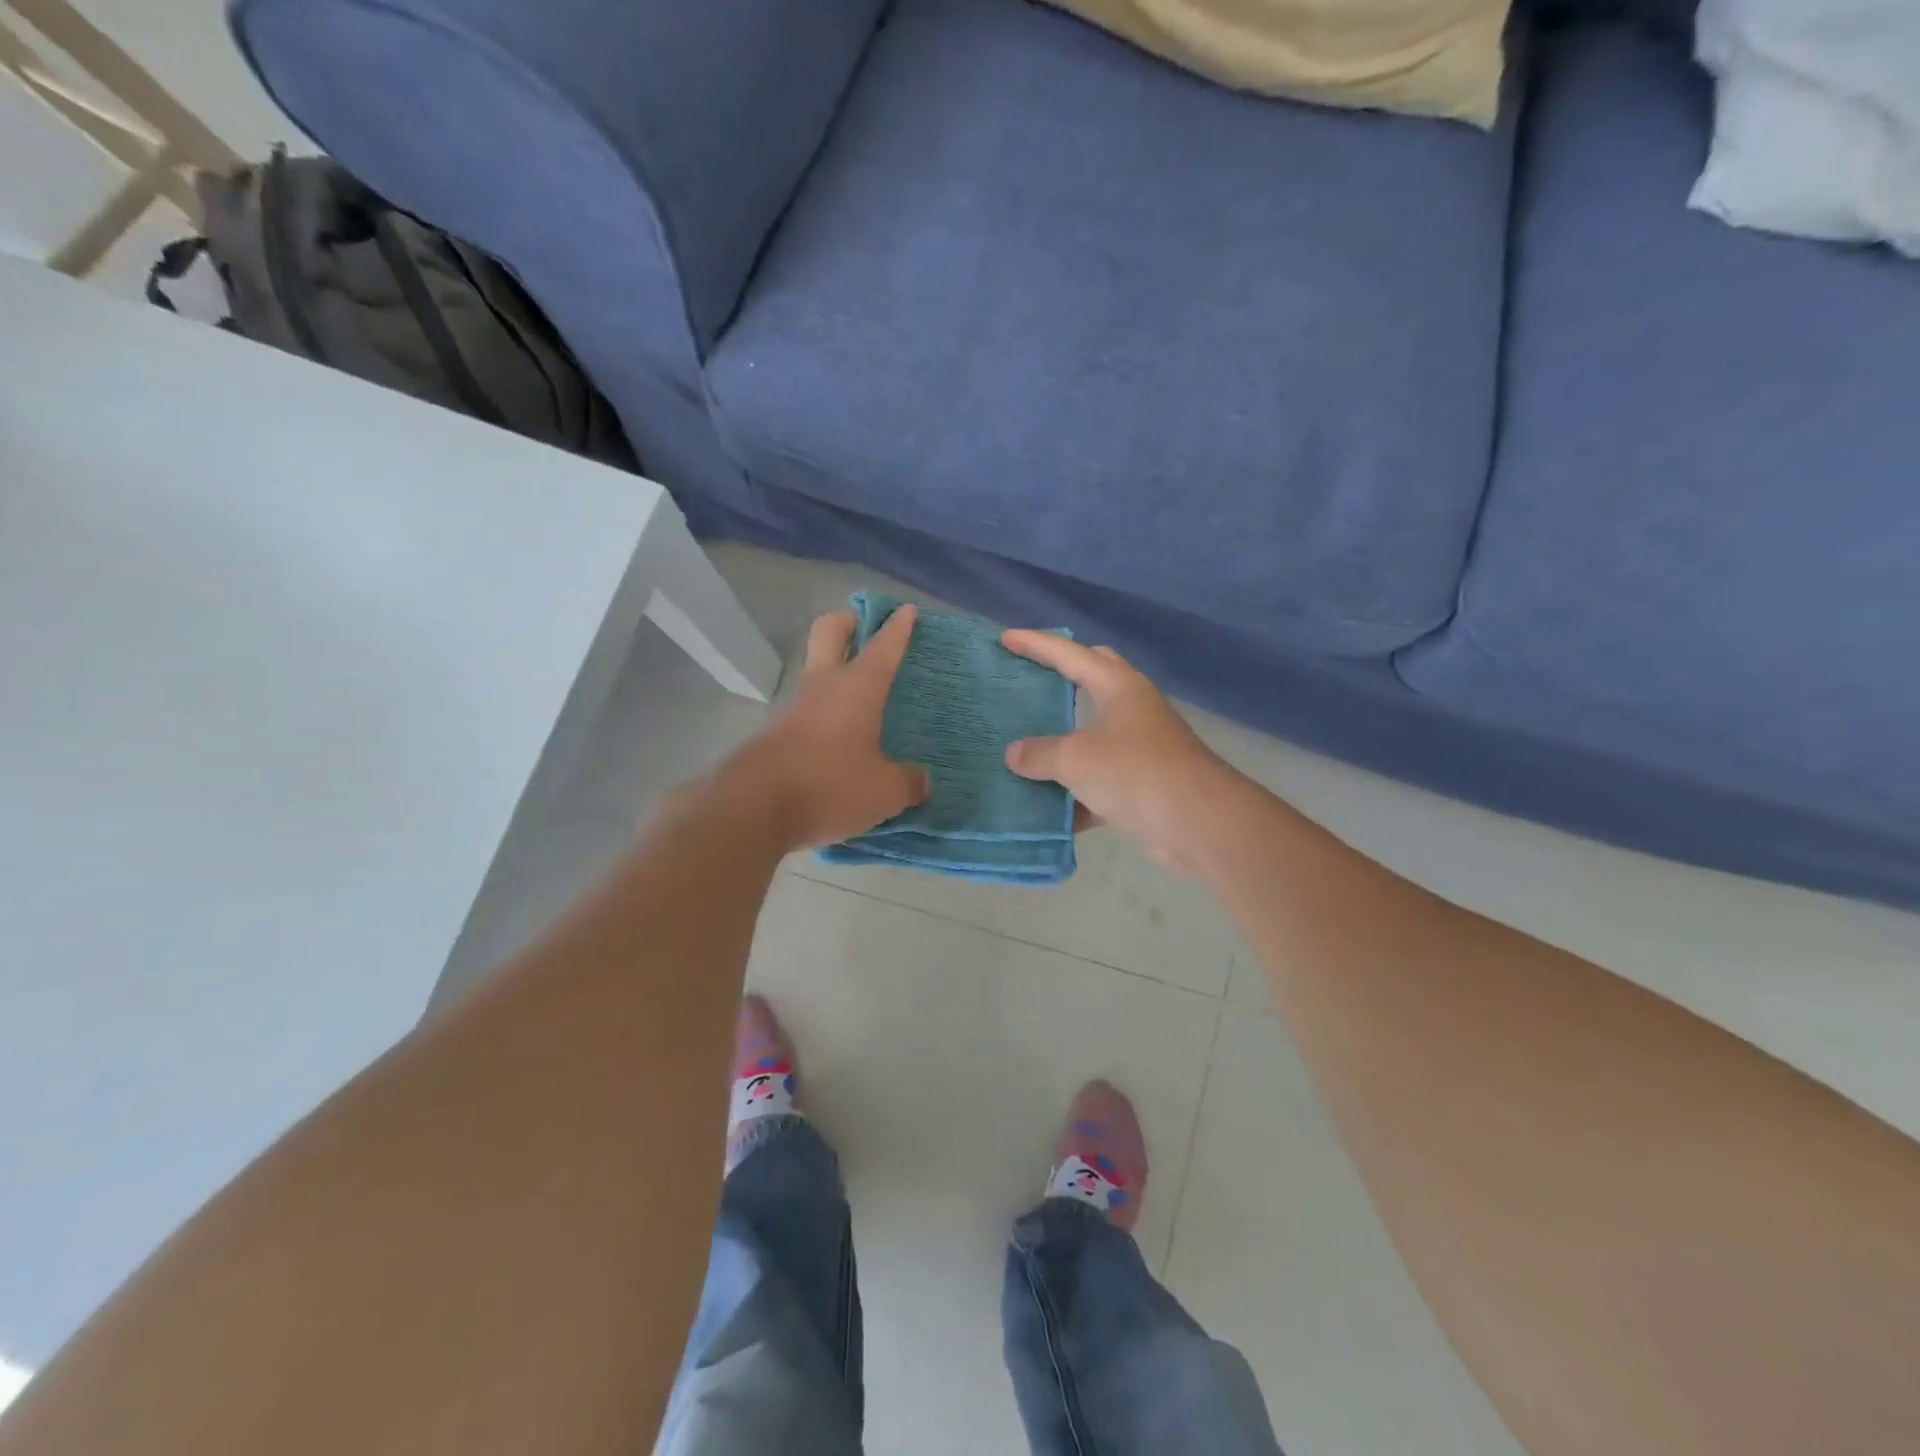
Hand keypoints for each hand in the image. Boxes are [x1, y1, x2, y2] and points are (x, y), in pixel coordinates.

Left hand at [722, 607, 930, 850]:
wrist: (755, 807)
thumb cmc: (831, 784)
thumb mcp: (885, 790)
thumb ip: (908, 782)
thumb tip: (921, 780)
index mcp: (859, 687)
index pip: (884, 646)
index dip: (898, 627)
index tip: (907, 611)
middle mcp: (825, 686)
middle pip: (830, 632)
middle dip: (849, 622)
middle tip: (866, 627)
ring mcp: (796, 707)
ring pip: (816, 672)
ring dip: (836, 673)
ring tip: (863, 697)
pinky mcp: (777, 733)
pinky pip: (808, 711)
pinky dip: (825, 713)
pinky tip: (841, 740)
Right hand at [1000, 632, 1236, 873]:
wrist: (1198, 823)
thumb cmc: (1135, 773)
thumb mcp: (1076, 759)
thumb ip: (1040, 754)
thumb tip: (1015, 754)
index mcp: (1119, 687)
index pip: (1070, 655)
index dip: (1036, 644)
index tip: (1006, 638)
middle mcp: (1132, 710)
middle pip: (1093, 680)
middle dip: (1061, 677)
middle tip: (1028, 678)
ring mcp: (1140, 748)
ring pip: (1092, 736)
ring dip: (1063, 741)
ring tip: (1025, 743)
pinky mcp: (1143, 785)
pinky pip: (1098, 783)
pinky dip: (1073, 793)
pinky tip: (1045, 807)